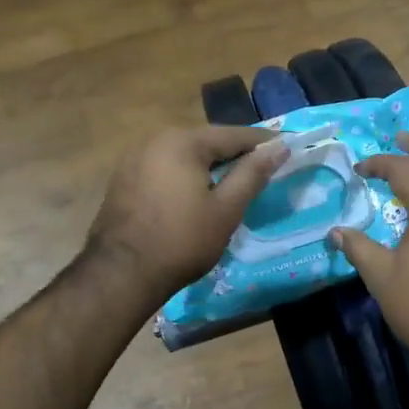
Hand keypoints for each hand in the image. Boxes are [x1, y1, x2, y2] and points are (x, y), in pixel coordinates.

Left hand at [87, 125, 289, 305]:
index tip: (287, 148)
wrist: (121, 274)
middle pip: (207, 142)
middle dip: (235, 154)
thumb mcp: (226, 209)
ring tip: (234, 183)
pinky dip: (186, 176)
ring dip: (210, 166)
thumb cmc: (182, 240)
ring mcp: (134, 158)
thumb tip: (279, 147)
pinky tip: (197, 195)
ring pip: (185, 155)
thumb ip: (252, 174)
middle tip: (262, 168)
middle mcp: (155, 139)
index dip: (263, 143)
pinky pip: (165, 169)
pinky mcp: (124, 179)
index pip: (233, 135)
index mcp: (182, 141)